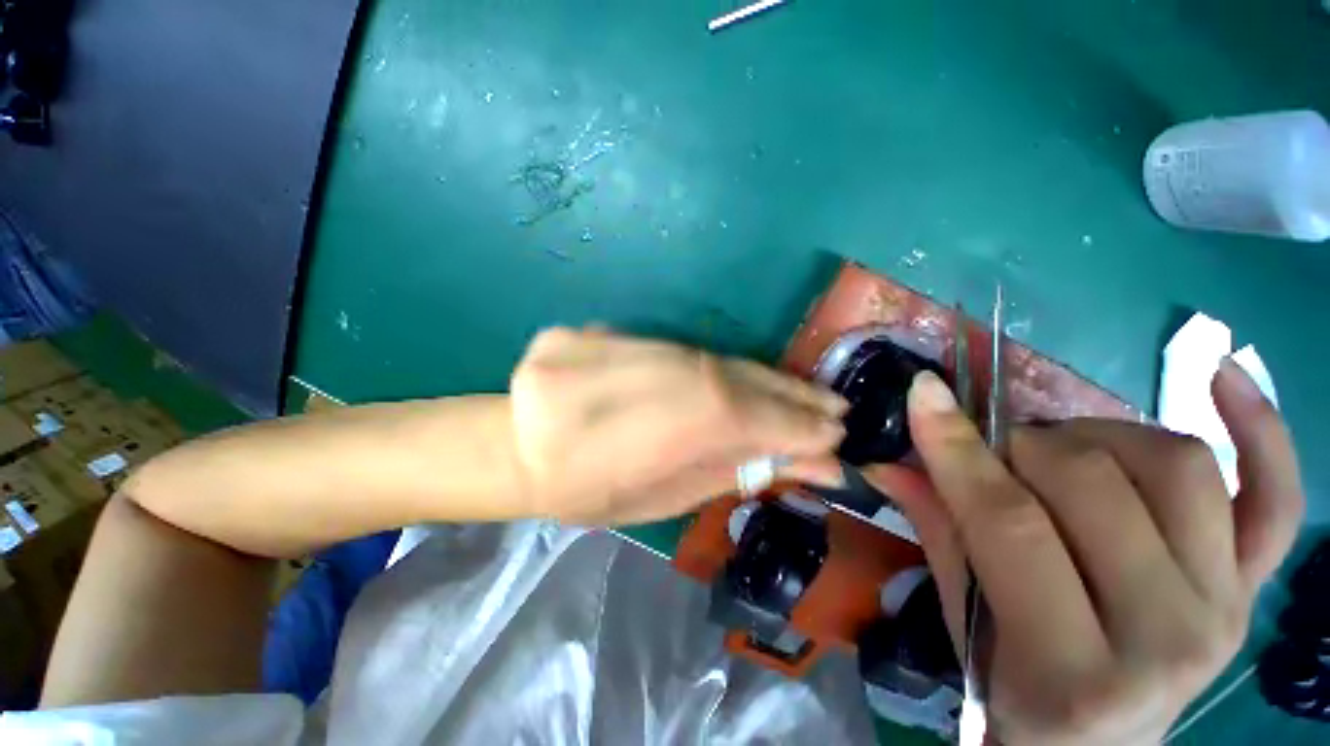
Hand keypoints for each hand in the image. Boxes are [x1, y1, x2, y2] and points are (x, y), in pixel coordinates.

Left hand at [509, 327, 848, 524]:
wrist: (518, 446)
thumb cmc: (588, 492)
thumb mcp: (663, 497)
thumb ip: (734, 470)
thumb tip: (811, 466)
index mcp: (640, 434)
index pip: (739, 420)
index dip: (791, 428)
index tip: (835, 438)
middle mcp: (633, 378)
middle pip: (728, 382)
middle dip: (786, 399)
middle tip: (832, 412)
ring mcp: (614, 346)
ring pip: (711, 360)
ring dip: (762, 379)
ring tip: (803, 397)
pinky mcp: (600, 330)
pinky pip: (683, 350)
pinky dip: (722, 366)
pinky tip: (751, 379)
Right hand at [866, 359, 1303, 744]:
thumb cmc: (1018, 697)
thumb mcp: (965, 629)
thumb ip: (936, 533)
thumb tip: (887, 460)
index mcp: (1075, 671)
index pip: (1011, 525)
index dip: (958, 449)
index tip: (924, 394)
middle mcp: (1170, 637)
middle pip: (1093, 485)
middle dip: (1020, 446)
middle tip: (989, 452)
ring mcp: (1227, 605)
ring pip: (1175, 465)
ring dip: (1096, 436)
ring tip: (1058, 453)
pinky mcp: (1256, 585)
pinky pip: (1276, 495)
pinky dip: (1261, 427)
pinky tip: (1223, 376)